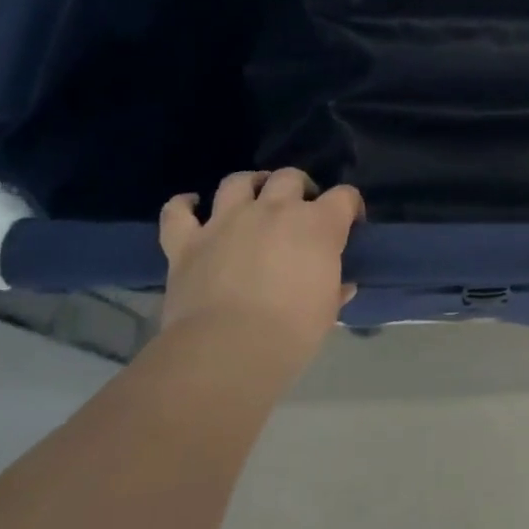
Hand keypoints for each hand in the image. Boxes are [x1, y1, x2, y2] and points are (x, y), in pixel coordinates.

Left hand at [158, 169, 360, 373]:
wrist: (228, 351)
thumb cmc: (291, 332)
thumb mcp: (327, 312)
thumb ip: (335, 290)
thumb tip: (343, 286)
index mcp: (318, 225)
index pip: (344, 196)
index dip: (350, 206)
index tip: (350, 224)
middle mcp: (274, 210)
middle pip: (290, 177)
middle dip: (299, 188)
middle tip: (299, 210)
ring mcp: (227, 221)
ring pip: (237, 182)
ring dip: (248, 185)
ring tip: (252, 198)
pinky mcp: (187, 241)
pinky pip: (177, 212)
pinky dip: (183, 205)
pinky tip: (190, 205)